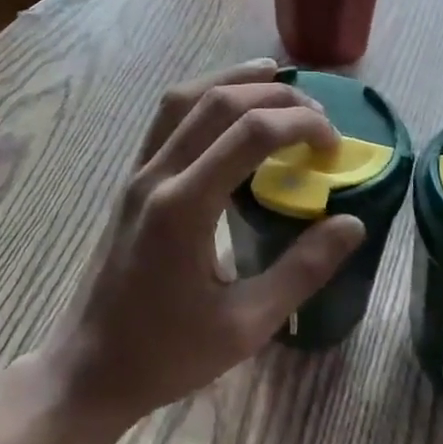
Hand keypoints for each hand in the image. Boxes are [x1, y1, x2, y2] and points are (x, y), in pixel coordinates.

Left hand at [44, 60, 365, 423]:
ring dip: (231, 79)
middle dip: (274, 96)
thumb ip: (302, 270)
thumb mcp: (246, 326)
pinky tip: (227, 106)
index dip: (299, 124)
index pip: (250, 134)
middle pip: (217, 102)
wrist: (91, 367)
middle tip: (317, 113)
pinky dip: (203, 96)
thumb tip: (352, 224)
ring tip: (274, 76)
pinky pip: (167, 118)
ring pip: (184, 98)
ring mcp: (139, 172)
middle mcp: (157, 175)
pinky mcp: (132, 178)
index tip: (334, 145)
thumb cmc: (169, 354)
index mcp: (185, 208)